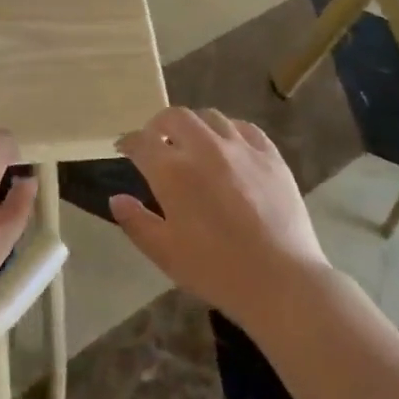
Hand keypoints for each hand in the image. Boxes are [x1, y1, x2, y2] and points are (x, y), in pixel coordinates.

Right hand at [109, 108, 329, 330]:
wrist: (281, 281)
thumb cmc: (217, 270)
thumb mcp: (166, 254)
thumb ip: (136, 223)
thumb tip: (117, 199)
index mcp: (173, 171)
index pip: (142, 142)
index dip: (129, 142)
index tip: (124, 148)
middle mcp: (204, 148)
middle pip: (175, 117)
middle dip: (159, 125)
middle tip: (156, 142)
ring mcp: (241, 148)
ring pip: (210, 116)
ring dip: (194, 125)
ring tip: (192, 142)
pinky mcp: (270, 155)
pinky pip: (245, 128)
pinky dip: (229, 130)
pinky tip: (229, 146)